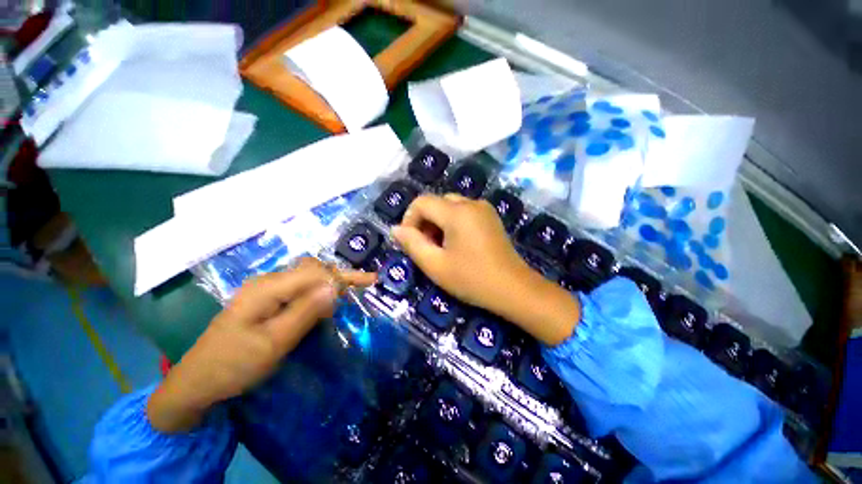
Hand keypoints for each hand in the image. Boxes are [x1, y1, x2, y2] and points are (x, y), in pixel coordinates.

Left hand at [147, 258, 375, 432]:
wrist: (197, 381)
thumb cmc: (234, 365)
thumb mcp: (273, 342)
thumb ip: (305, 311)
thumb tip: (335, 287)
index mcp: (268, 288)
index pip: (316, 272)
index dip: (345, 276)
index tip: (370, 281)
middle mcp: (268, 281)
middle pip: (313, 268)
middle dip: (341, 274)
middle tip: (364, 284)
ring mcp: (265, 289)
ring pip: (307, 275)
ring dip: (331, 280)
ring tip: (351, 290)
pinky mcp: (265, 299)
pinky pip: (299, 287)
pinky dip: (318, 289)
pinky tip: (326, 300)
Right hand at [392, 194, 578, 345]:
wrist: (514, 289)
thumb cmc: (472, 279)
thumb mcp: (435, 265)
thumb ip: (412, 244)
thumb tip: (396, 229)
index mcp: (457, 212)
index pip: (422, 202)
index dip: (409, 219)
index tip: (411, 242)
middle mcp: (471, 203)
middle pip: (436, 202)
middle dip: (425, 222)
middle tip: (427, 248)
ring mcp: (484, 209)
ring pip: (450, 206)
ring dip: (438, 223)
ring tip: (442, 248)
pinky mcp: (491, 217)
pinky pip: (464, 212)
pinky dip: (453, 223)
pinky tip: (458, 244)